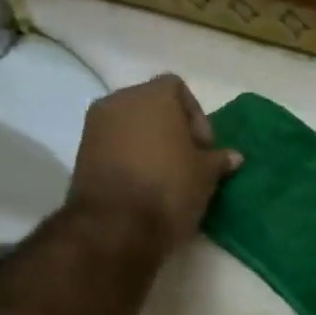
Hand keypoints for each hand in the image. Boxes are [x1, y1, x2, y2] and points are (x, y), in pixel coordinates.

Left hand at [68, 74, 241, 250]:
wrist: (116, 226)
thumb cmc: (169, 189)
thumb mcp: (206, 176)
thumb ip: (219, 159)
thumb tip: (233, 156)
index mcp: (153, 96)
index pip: (177, 88)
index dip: (195, 116)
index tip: (203, 147)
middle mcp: (119, 100)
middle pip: (151, 105)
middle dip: (171, 128)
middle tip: (187, 160)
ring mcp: (95, 126)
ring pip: (130, 125)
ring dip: (148, 143)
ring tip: (165, 175)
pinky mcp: (82, 152)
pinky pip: (114, 144)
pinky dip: (129, 156)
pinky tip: (143, 184)